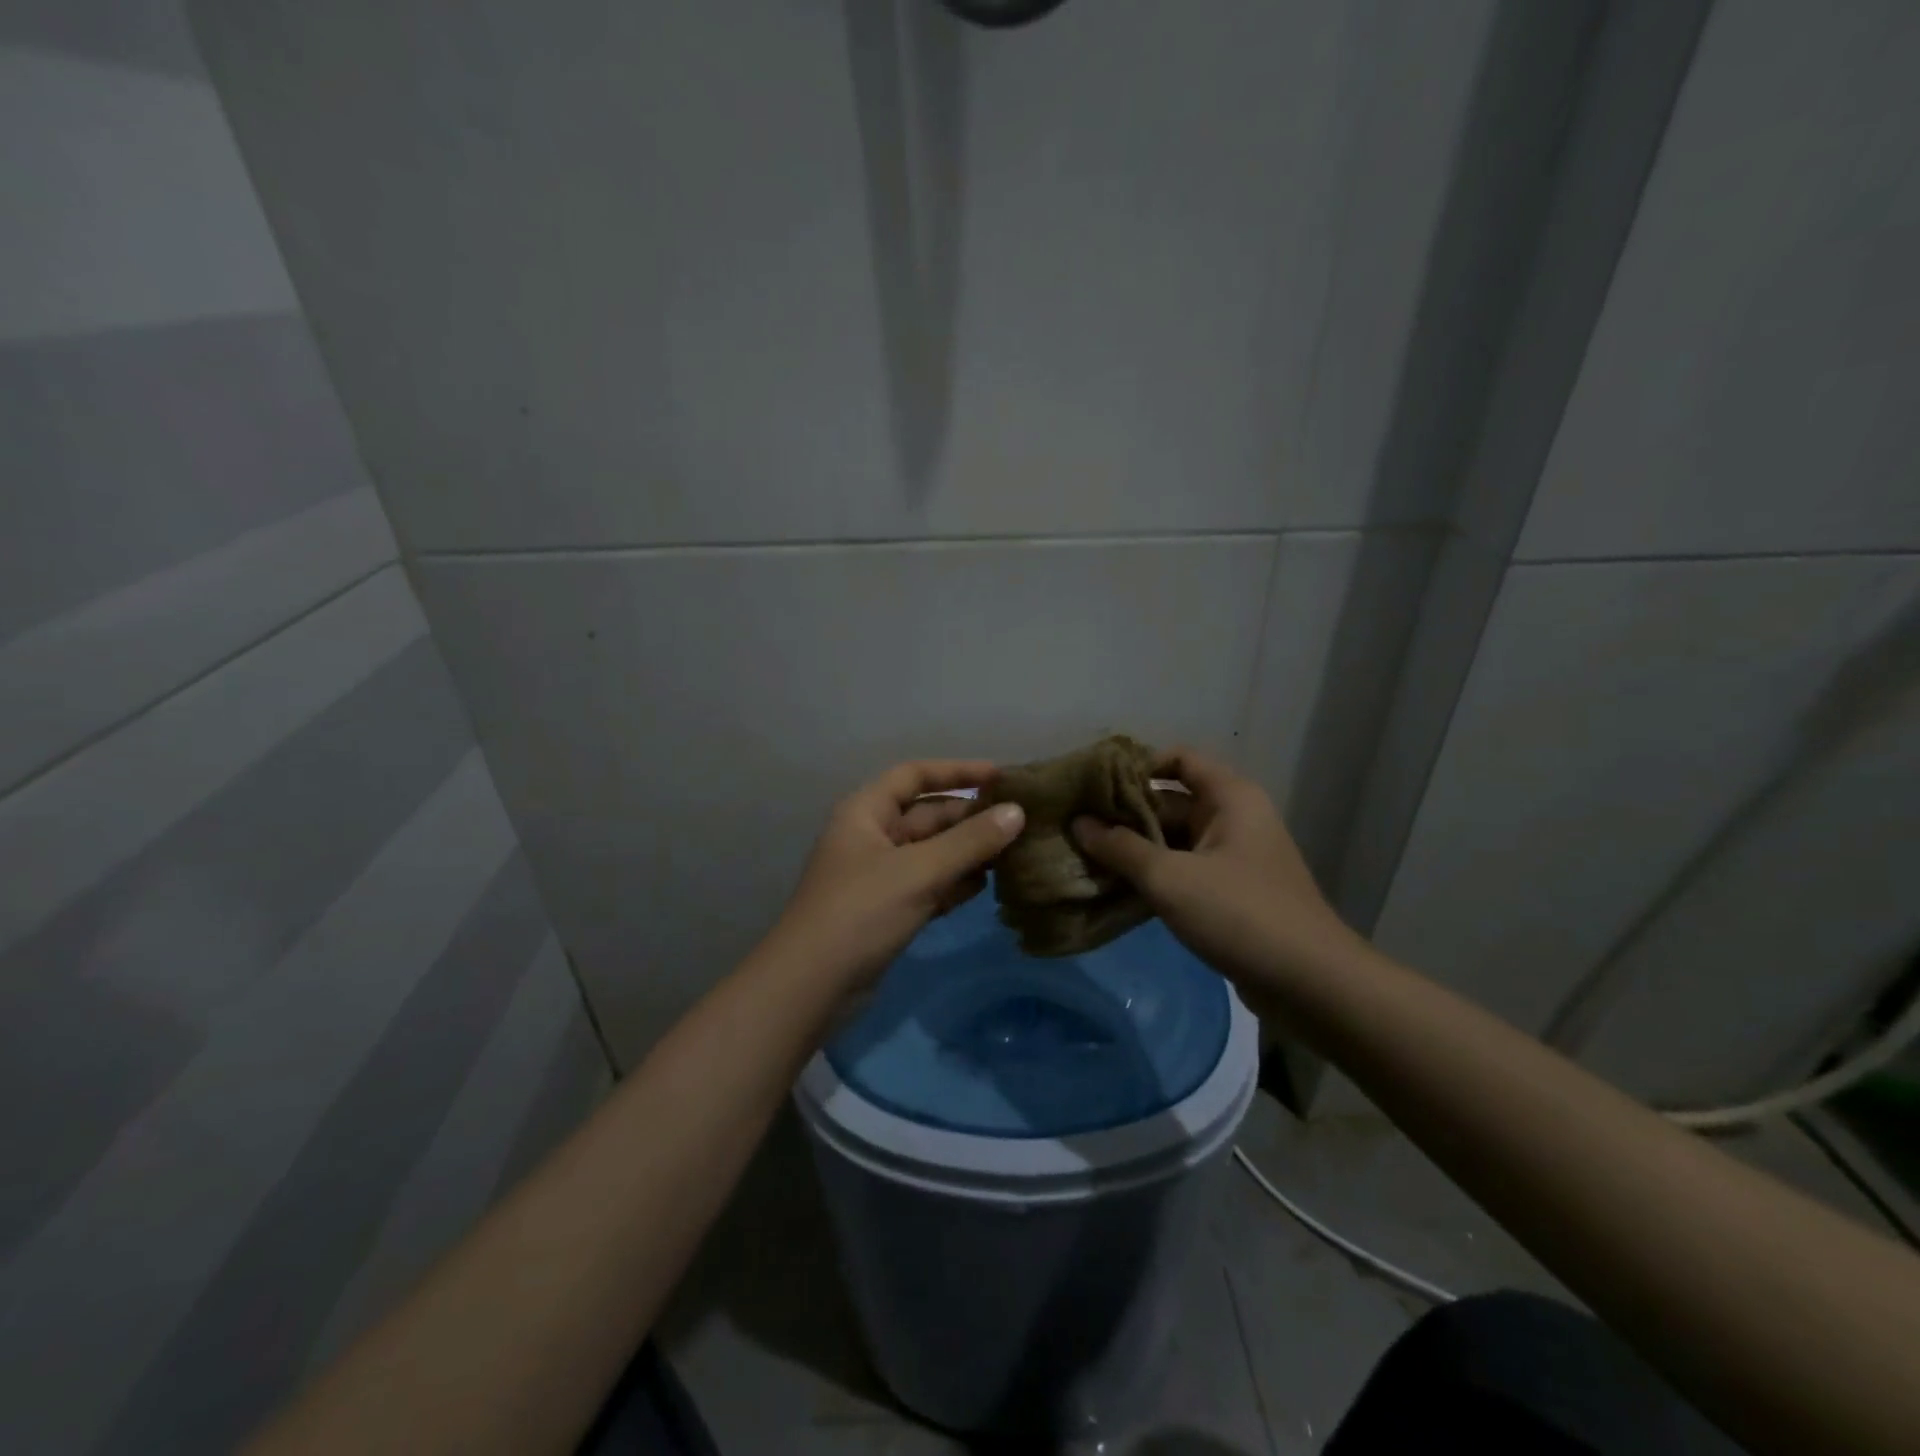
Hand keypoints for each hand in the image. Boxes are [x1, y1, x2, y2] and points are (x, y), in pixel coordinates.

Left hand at [765, 761, 1025, 994]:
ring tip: (1015, 854)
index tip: (1000, 777)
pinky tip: (988, 886)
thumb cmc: (861, 912)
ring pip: (931, 852)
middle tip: (1020, 824)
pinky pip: (928, 884)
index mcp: (865, 811)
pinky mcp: (887, 910)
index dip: (957, 771)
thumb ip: (970, 841)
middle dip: (970, 819)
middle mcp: (871, 836)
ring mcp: (878, 875)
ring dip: (968, 852)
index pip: (914, 775)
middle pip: (927, 815)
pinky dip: (955, 882)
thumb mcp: (919, 871)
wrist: (811, 987)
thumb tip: (1017, 812)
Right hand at [1072, 747, 1356, 987]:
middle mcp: (1234, 818)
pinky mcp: (1230, 892)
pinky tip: (1115, 889)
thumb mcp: (1170, 878)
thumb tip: (1079, 823)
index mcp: (1230, 797)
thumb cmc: (1240, 914)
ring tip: (1085, 857)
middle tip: (1077, 826)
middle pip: (1171, 801)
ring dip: (1134, 848)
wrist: (1310, 984)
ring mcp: (1233, 857)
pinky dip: (1153, 875)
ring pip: (1174, 840)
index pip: (1179, 759)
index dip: (1137, 766)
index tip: (1096, 787)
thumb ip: (1120, 848)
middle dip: (1125, 814)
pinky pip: (1183, 870)